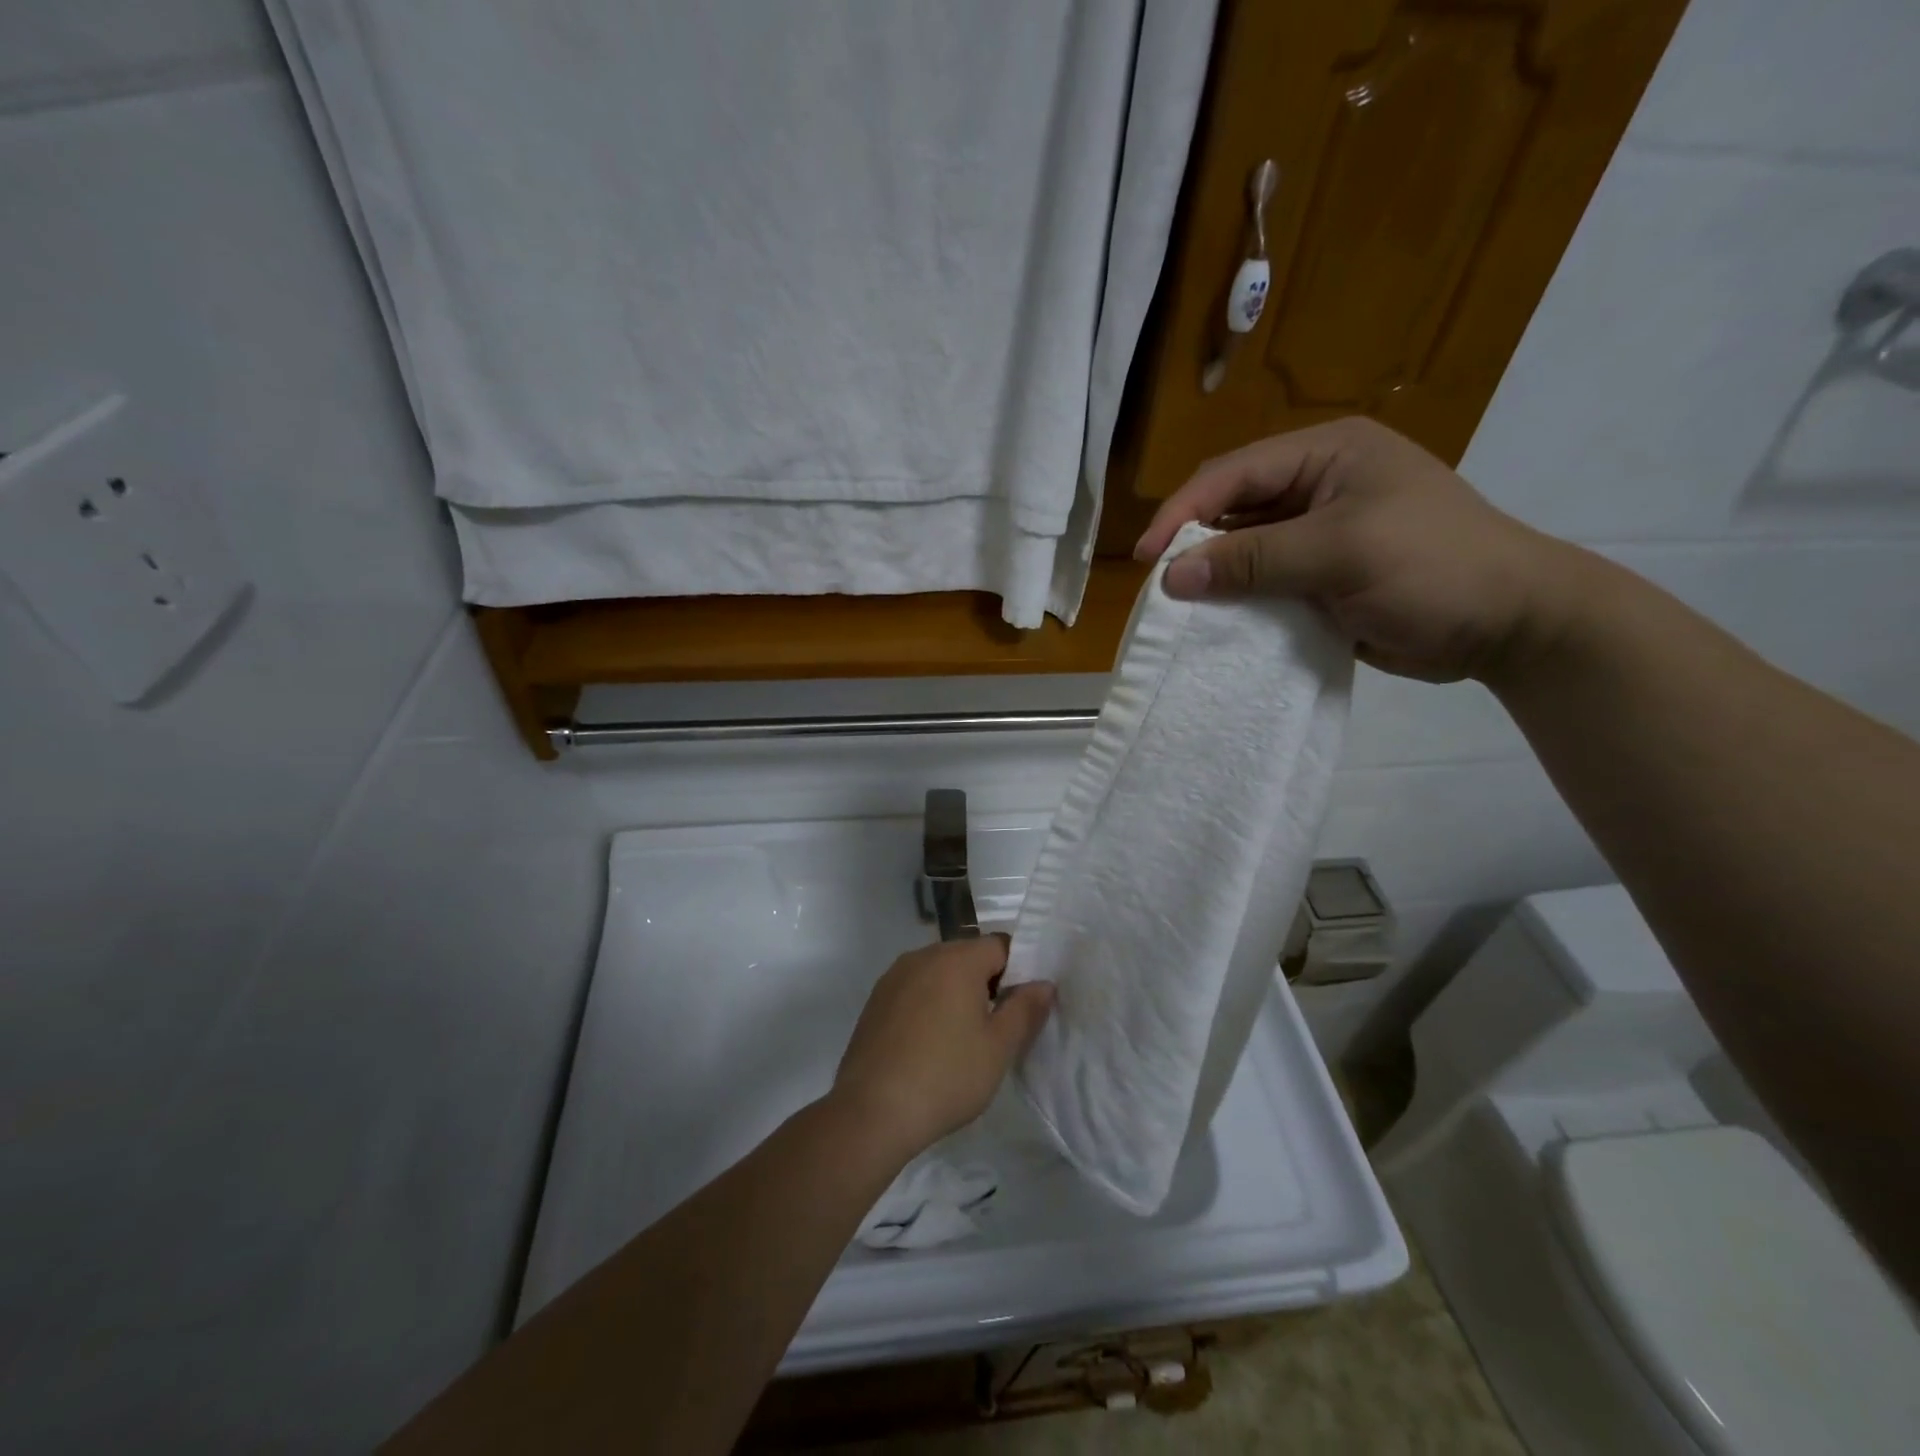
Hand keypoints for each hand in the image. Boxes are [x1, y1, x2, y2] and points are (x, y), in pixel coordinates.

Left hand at [830, 936, 1054, 1160]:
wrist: (872, 1111)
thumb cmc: (946, 1076)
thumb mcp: (998, 1048)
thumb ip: (1025, 1009)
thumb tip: (1043, 983)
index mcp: (957, 959)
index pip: (1000, 945)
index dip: (1018, 971)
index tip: (1021, 1007)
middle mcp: (923, 956)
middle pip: (968, 955)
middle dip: (987, 982)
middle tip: (996, 1027)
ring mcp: (894, 976)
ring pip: (939, 972)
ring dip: (955, 993)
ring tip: (962, 1039)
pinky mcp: (875, 1000)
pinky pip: (914, 989)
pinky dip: (928, 1005)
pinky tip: (929, 1044)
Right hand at [1134, 417, 1589, 683]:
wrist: (1509, 625)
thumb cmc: (1435, 567)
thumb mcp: (1342, 552)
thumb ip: (1255, 560)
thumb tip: (1173, 576)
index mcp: (1326, 454)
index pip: (1234, 473)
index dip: (1183, 511)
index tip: (1146, 556)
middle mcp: (1316, 486)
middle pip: (1232, 509)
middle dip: (1194, 544)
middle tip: (1160, 586)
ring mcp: (1318, 534)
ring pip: (1243, 550)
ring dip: (1213, 577)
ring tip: (1178, 609)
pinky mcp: (1320, 577)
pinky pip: (1262, 584)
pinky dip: (1238, 602)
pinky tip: (1216, 623)